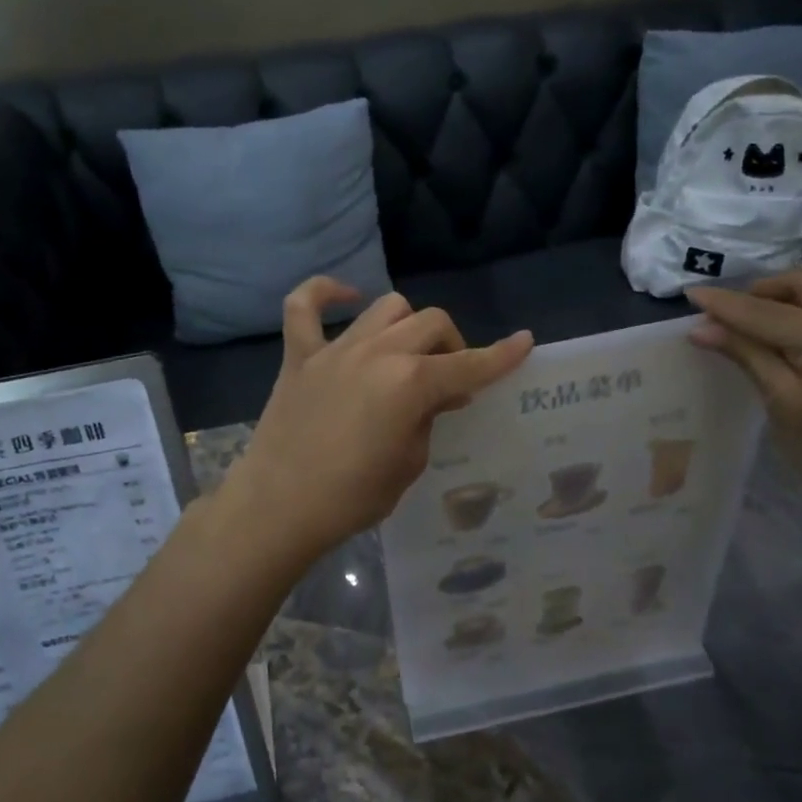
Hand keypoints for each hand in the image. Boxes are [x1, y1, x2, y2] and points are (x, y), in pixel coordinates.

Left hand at [226, 278, 533, 564]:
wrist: (278, 508)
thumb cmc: (352, 497)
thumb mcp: (409, 464)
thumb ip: (427, 420)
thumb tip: (434, 397)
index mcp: (410, 383)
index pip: (469, 364)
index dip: (501, 356)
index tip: (524, 342)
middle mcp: (378, 352)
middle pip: (431, 323)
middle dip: (452, 346)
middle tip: (447, 380)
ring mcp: (335, 349)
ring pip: (386, 307)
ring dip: (407, 325)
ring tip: (405, 354)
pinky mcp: (299, 355)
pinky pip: (304, 305)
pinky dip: (325, 293)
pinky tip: (345, 298)